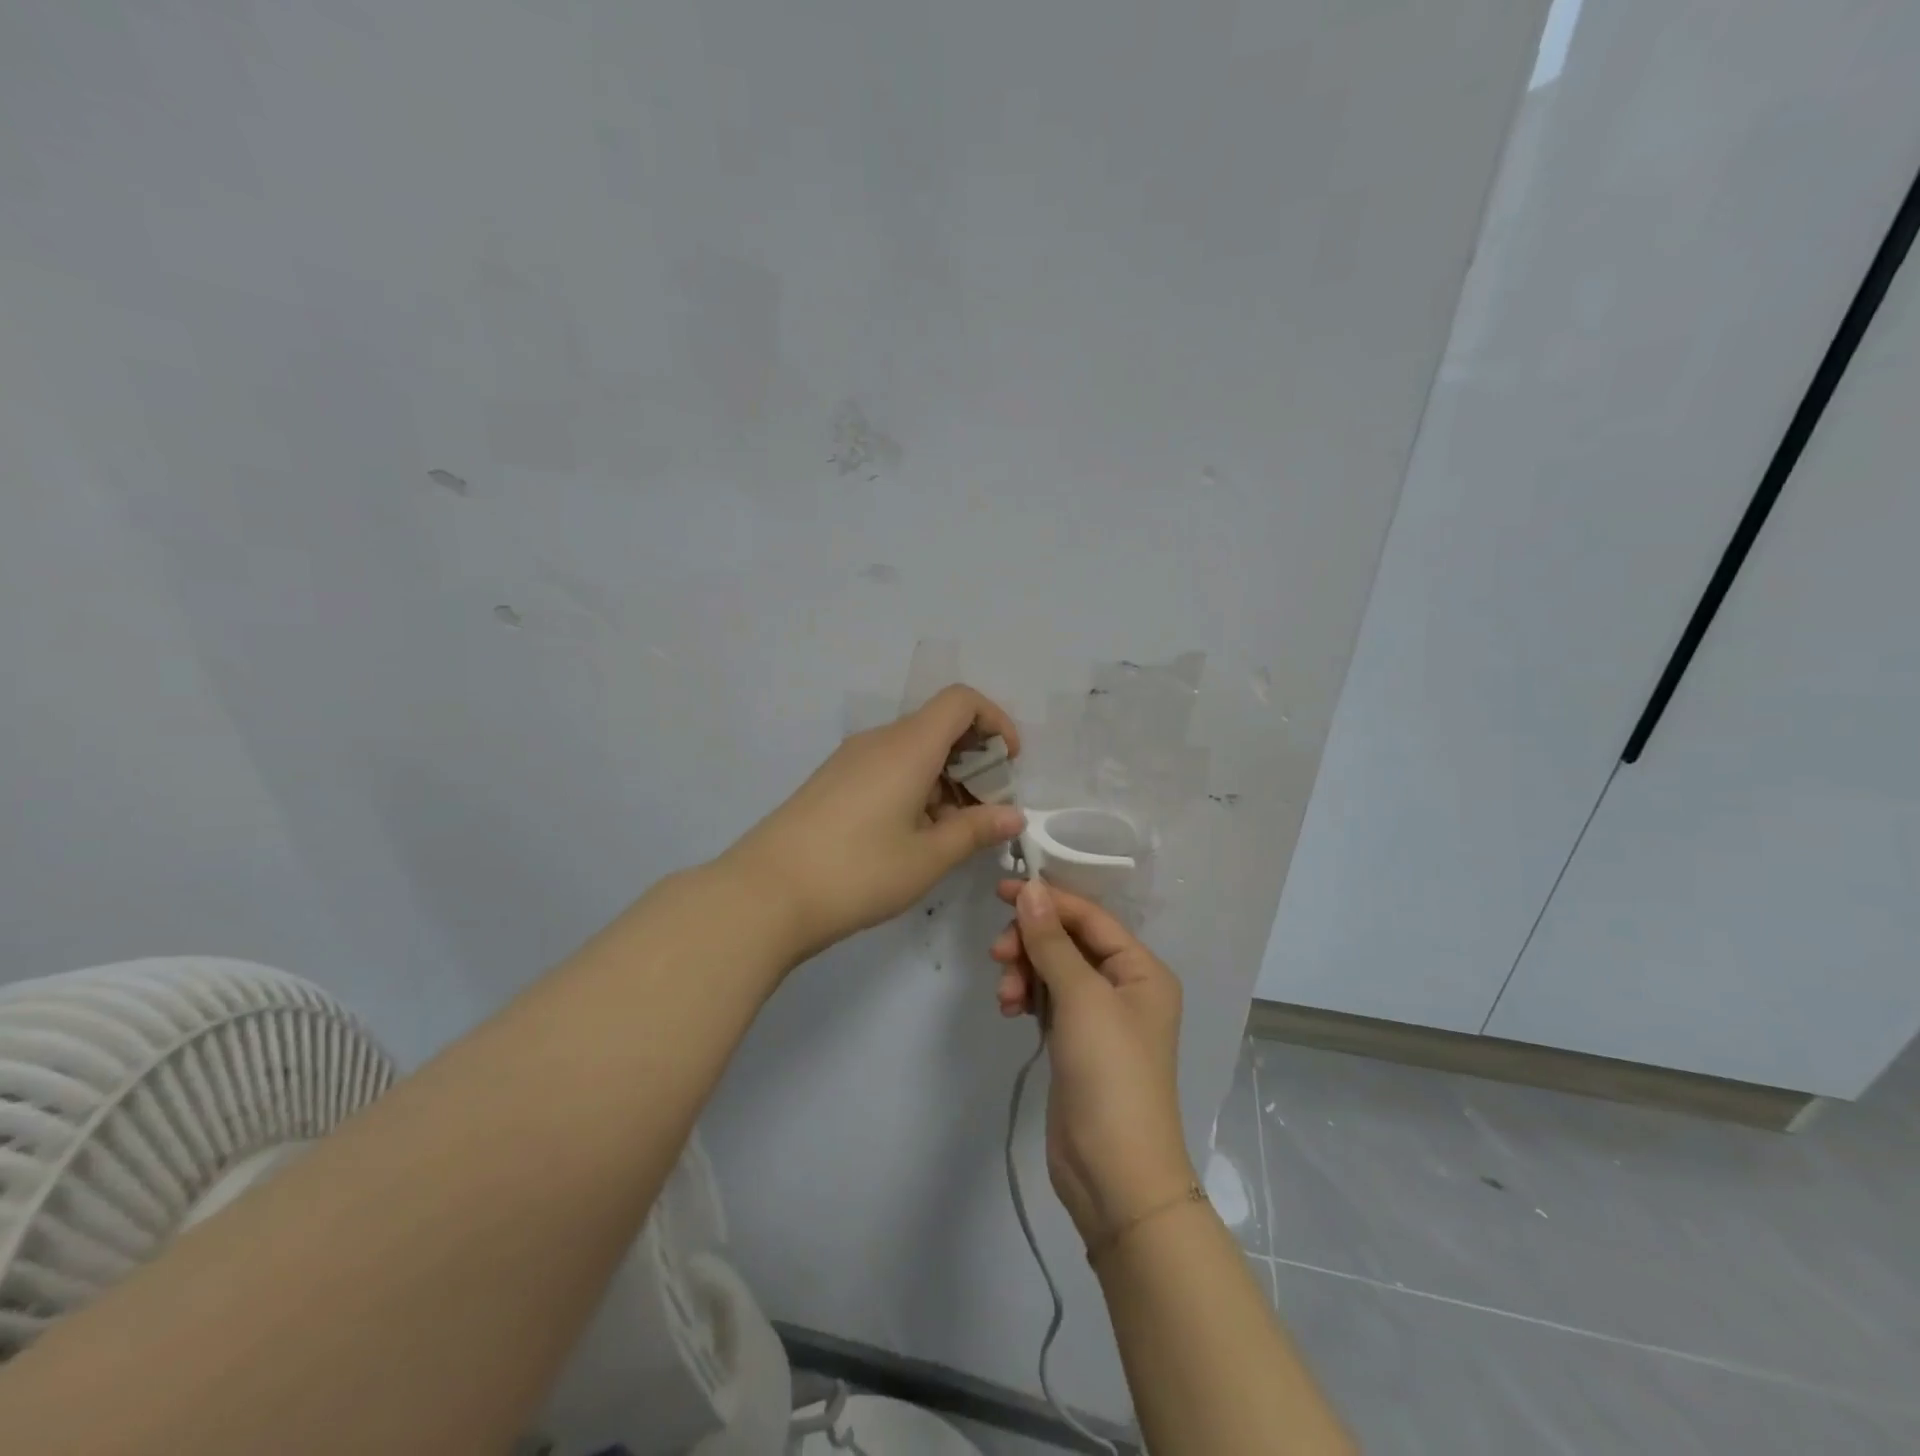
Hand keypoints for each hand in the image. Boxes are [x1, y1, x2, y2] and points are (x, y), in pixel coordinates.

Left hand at [724, 685, 1026, 960]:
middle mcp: (879, 741)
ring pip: (913, 750)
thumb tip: (1013, 815)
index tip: (1009, 763)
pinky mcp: (832, 781)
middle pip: (938, 725)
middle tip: (987, 810)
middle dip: (974, 759)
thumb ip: (975, 830)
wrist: (766, 894)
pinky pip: (887, 767)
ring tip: (952, 831)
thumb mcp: (928, 857)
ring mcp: (850, 760)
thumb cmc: (858, 871)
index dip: (995, 721)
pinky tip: (913, 835)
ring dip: (945, 778)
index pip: (961, 701)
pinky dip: (914, 787)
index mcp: (908, 746)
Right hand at [989, 878, 1192, 1246]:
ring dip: (1025, 972)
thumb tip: (1031, 889)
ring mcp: (1098, 1016)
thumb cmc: (1110, 1073)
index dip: (1047, 900)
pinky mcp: (1075, 1042)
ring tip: (1007, 997)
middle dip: (1031, 943)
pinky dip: (1027, 997)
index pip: (1090, 917)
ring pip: (1052, 970)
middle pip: (1068, 941)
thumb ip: (1052, 941)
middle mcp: (1123, 986)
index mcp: (1141, 969)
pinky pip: (1047, 999)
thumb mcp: (1081, 998)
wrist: (1115, 1173)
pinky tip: (1010, 1010)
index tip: (1001, 890)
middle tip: (999, 955)